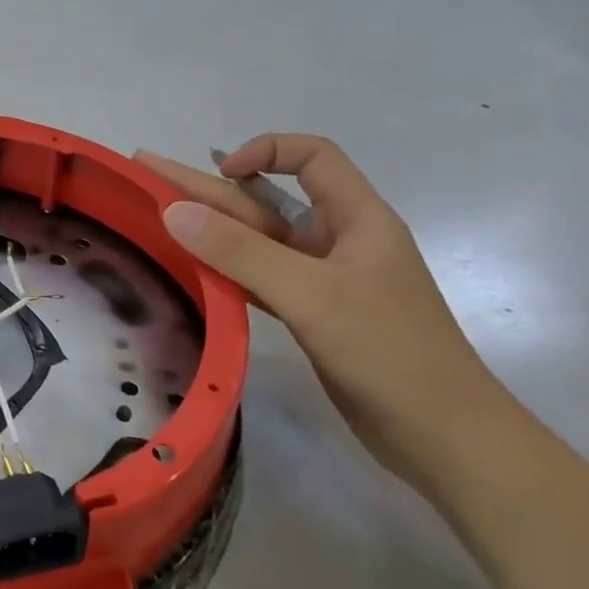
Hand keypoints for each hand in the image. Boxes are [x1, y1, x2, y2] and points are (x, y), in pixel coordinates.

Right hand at [136, 137, 508, 489]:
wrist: (443, 437)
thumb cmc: (389, 352)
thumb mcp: (312, 295)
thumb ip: (241, 252)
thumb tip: (173, 211)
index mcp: (357, 219)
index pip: (312, 158)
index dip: (265, 151)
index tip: (221, 173)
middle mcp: (338, 242)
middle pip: (266, 201)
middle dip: (207, 187)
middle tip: (145, 172)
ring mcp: (323, 282)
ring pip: (257, 243)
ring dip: (209, 229)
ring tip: (153, 217)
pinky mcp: (312, 316)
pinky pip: (257, 279)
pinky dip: (223, 270)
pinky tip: (188, 268)